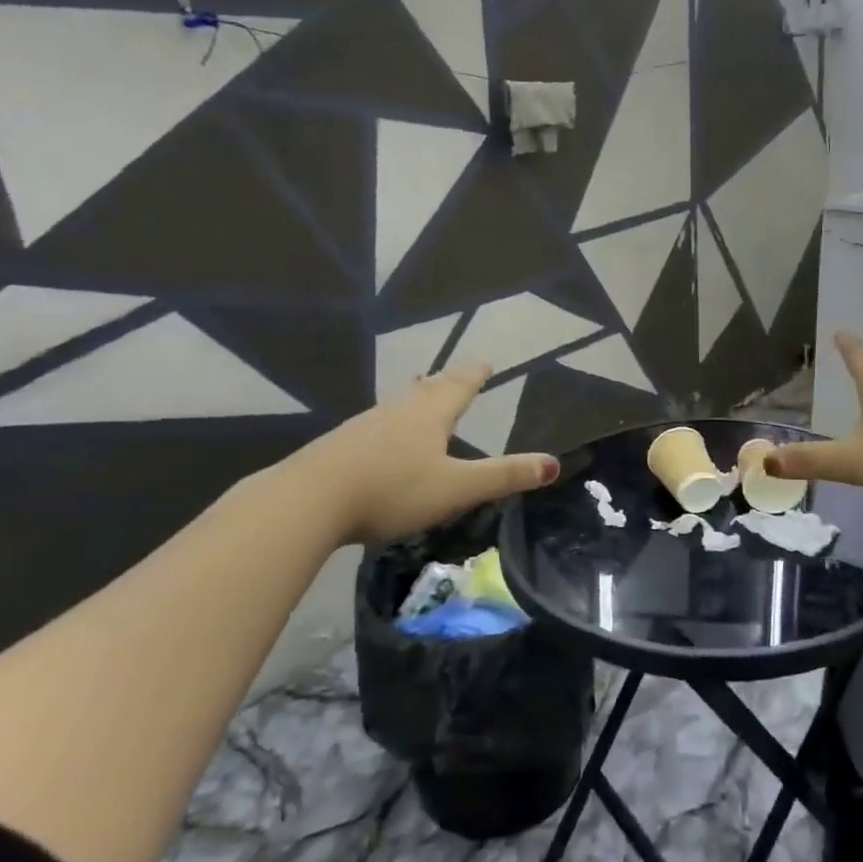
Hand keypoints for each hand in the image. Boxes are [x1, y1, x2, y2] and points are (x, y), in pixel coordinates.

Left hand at [278, 364, 558, 545]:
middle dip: (447, 381)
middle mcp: (399, 410)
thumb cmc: (391, 490)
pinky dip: (392, 420)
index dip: (475, 374)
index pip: (460, 385)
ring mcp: (365, 425)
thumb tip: (554, 464)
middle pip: (428, 388)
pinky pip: (377, 423)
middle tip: (458, 373)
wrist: (308, 500)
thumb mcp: (456, 488)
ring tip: (424, 393)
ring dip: (417, 396)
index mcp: (430, 414)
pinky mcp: (340, 444)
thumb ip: (504, 476)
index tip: (485, 361)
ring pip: (400, 403)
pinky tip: (384, 435)